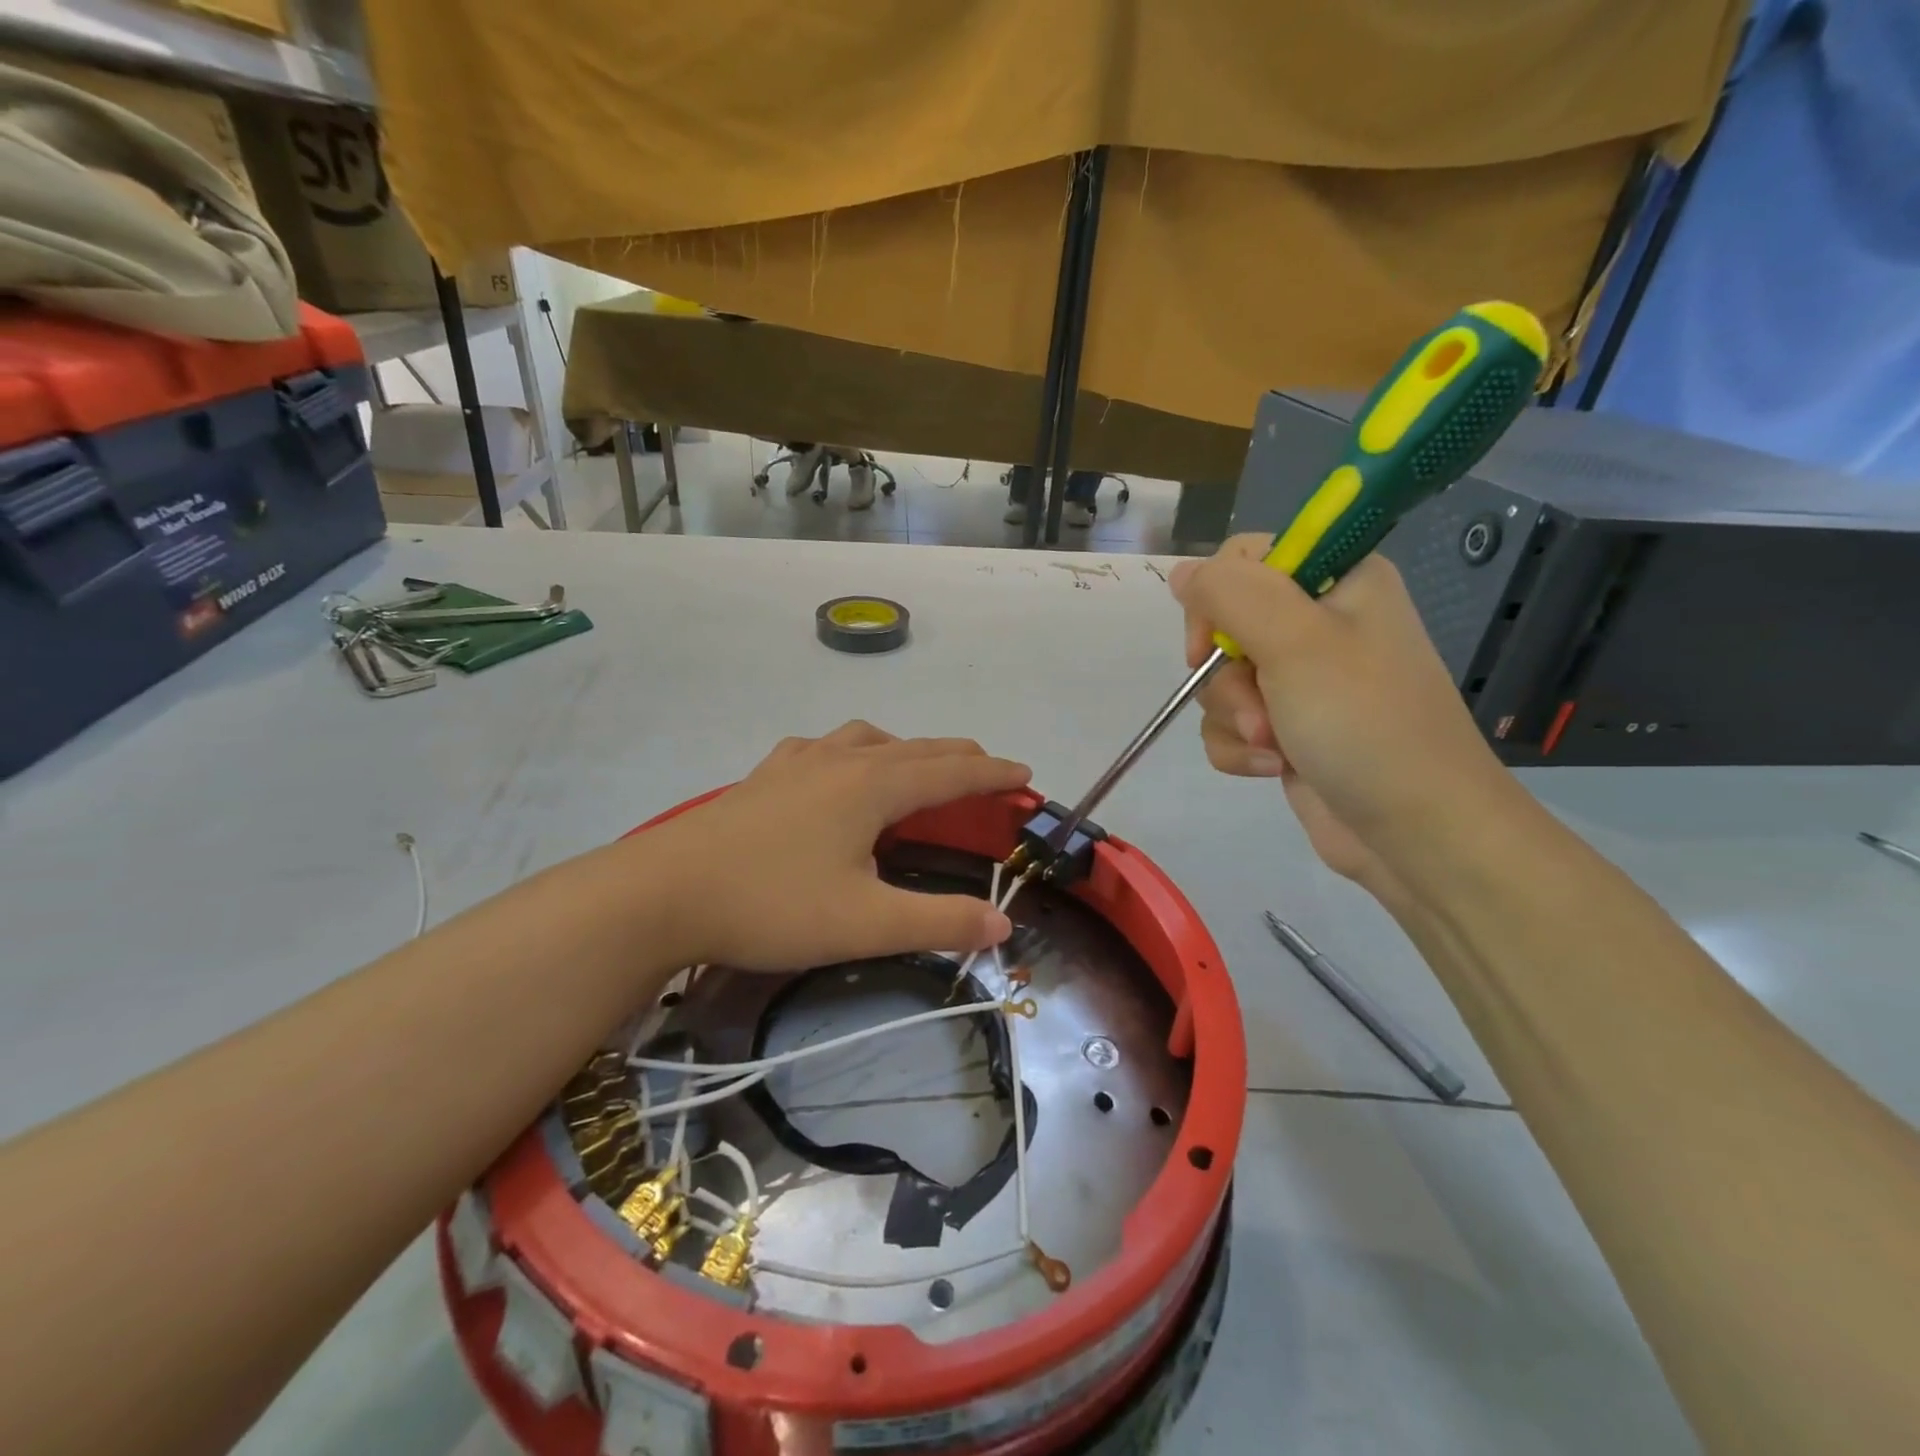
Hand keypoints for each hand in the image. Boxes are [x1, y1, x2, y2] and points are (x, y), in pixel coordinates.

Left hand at [651, 721, 1030, 969]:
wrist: (663, 893)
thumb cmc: (772, 905)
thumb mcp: (865, 924)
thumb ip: (938, 922)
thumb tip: (1001, 924)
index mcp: (873, 787)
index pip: (951, 773)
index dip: (993, 774)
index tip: (1026, 775)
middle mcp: (841, 761)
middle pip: (915, 749)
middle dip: (958, 758)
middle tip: (988, 770)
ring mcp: (797, 763)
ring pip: (868, 740)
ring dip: (906, 749)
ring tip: (916, 768)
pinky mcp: (764, 777)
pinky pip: (823, 748)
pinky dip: (851, 751)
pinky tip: (835, 768)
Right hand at [1169, 536, 1521, 895]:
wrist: (1418, 832)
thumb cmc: (1365, 724)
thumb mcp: (1296, 643)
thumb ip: (1230, 594)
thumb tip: (1182, 573)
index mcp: (1338, 581)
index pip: (1245, 559)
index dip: (1217, 599)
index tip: (1213, 641)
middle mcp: (1319, 624)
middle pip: (1224, 625)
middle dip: (1229, 676)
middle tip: (1262, 707)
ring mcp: (1302, 681)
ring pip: (1221, 681)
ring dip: (1236, 718)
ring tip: (1276, 747)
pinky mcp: (1288, 728)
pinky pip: (1230, 723)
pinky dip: (1240, 748)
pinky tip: (1273, 768)